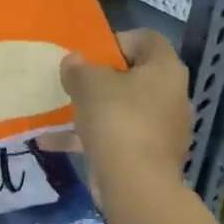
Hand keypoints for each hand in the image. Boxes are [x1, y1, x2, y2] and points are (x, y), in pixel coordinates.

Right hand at [59, 28, 192, 182]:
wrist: (135, 184)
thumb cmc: (117, 120)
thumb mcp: (88, 85)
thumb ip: (78, 68)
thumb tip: (73, 60)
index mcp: (165, 70)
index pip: (147, 39)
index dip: (117, 40)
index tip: (89, 53)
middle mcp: (171, 95)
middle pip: (134, 76)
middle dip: (100, 79)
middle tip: (74, 81)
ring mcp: (162, 128)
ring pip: (122, 109)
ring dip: (92, 109)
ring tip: (59, 111)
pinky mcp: (149, 155)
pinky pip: (116, 137)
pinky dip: (88, 137)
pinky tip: (52, 142)